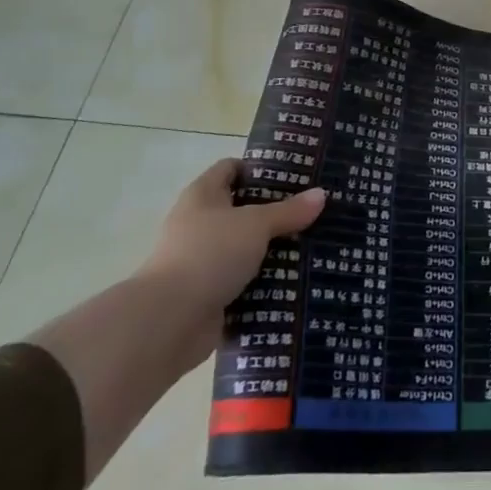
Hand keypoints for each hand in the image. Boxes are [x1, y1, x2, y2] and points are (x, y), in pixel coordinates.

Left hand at [133, 159, 325, 371]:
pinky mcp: (210, 294)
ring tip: (314, 244)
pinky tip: (298, 280)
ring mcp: (203, 261)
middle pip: (243, 210)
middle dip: (276, 212)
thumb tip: (321, 194)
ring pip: (246, 248)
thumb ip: (289, 211)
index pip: (231, 169)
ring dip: (274, 250)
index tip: (296, 175)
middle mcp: (199, 224)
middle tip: (314, 211)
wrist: (168, 321)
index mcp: (203, 196)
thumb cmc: (209, 254)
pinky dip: (266, 282)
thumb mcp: (255, 225)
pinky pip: (245, 282)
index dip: (260, 169)